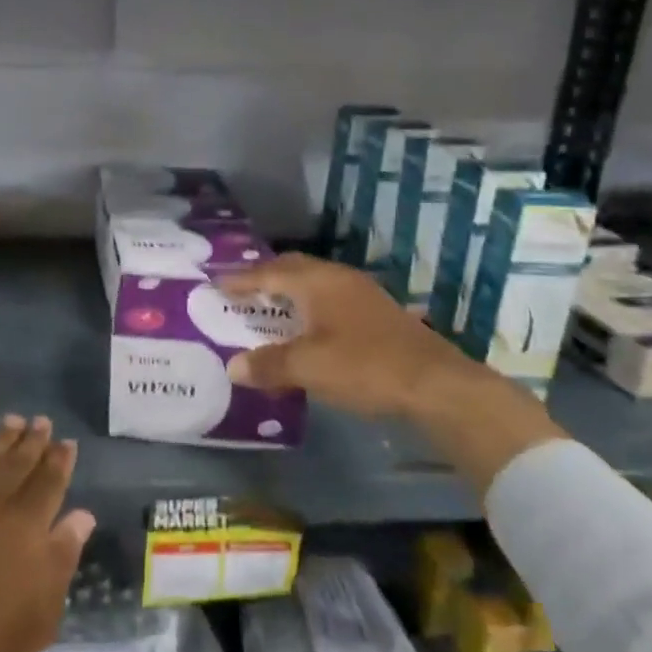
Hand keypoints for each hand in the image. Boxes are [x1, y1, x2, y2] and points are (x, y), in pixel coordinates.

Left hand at [0, 417, 94, 651]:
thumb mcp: (39, 617)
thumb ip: (61, 558)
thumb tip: (82, 516)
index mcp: (26, 526)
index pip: (49, 481)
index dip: (60, 460)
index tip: (67, 442)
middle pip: (18, 461)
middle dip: (33, 440)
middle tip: (42, 421)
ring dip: (1, 437)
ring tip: (13, 421)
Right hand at [218, 253, 484, 419]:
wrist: (436, 384)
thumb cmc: (365, 366)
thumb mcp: (308, 368)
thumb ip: (269, 365)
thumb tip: (233, 367)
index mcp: (317, 282)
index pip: (268, 273)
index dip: (240, 279)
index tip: (216, 283)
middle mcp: (338, 279)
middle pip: (293, 268)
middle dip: (265, 276)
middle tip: (241, 290)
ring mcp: (361, 294)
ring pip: (314, 282)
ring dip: (289, 292)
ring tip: (269, 307)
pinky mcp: (377, 313)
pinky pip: (330, 298)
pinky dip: (309, 307)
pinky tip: (307, 328)